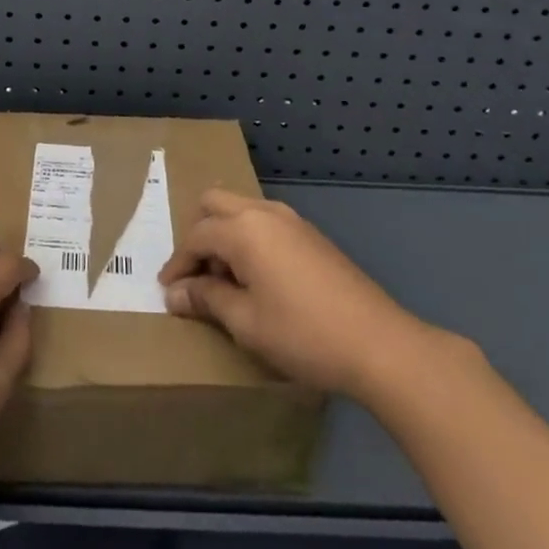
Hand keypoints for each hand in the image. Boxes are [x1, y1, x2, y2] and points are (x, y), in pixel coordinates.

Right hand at [158, 188, 443, 397]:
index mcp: (243, 229)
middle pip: (214, 203)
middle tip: (195, 274)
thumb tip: (175, 293)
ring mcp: (292, 220)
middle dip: (198, 234)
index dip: (178, 264)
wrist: (380, 345)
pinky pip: (265, 222)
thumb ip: (207, 299)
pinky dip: (248, 239)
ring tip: (224, 279)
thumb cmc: (303, 334)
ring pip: (241, 209)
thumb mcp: (246, 322)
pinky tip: (256, 277)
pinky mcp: (311, 235)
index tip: (168, 291)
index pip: (196, 236)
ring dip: (224, 234)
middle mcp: (264, 212)